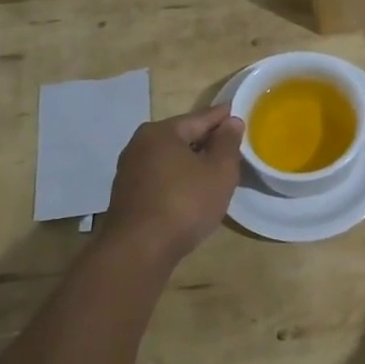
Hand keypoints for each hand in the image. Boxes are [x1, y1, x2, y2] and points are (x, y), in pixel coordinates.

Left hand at [101, 106, 244, 264]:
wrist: (139, 250)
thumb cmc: (185, 203)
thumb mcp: (219, 171)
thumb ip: (227, 143)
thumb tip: (231, 122)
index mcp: (161, 132)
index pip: (200, 118)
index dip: (222, 117)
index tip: (237, 113)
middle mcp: (140, 145)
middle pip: (182, 136)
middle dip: (206, 140)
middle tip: (230, 145)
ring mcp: (129, 171)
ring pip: (169, 158)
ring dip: (191, 162)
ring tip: (214, 169)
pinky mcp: (127, 196)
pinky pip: (160, 177)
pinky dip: (178, 178)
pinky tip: (191, 191)